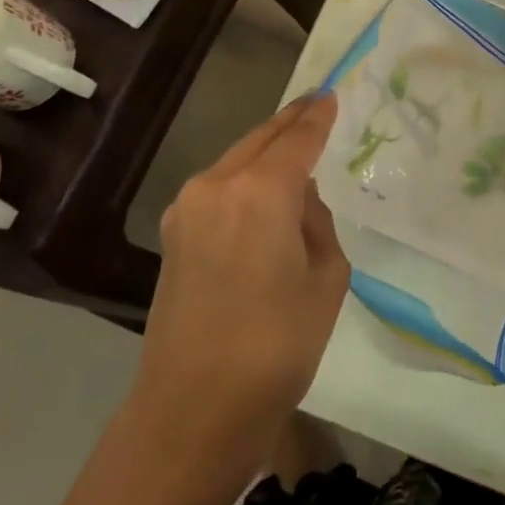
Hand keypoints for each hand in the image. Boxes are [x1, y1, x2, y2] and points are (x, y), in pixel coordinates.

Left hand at [126, 94, 350, 467]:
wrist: (195, 409)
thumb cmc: (277, 345)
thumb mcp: (326, 279)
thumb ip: (316, 224)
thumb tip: (297, 203)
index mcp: (259, 192)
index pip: (296, 140)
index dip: (317, 117)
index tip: (331, 96)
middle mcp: (216, 187)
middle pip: (259, 140)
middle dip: (289, 123)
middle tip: (316, 106)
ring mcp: (186, 210)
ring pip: (235, 162)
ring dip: (265, 152)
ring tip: (295, 149)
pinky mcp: (173, 236)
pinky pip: (219, 190)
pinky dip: (245, 180)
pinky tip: (263, 194)